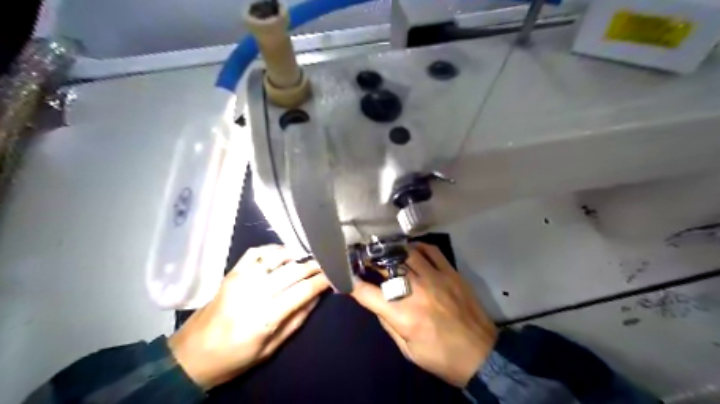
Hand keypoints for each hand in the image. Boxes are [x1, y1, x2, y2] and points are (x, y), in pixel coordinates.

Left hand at [169, 245, 327, 390]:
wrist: (190, 356)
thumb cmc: (234, 358)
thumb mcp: (270, 349)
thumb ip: (296, 321)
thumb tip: (317, 297)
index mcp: (264, 317)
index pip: (302, 290)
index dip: (321, 281)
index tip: (334, 275)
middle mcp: (253, 292)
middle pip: (293, 270)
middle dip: (314, 266)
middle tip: (327, 264)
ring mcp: (241, 278)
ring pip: (276, 256)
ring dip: (296, 254)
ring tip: (308, 258)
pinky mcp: (231, 272)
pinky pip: (256, 251)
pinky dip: (273, 249)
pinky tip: (284, 254)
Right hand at [352, 244, 499, 384]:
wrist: (481, 355)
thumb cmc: (441, 357)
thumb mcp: (407, 350)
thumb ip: (388, 323)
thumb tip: (376, 302)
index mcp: (402, 314)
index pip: (367, 293)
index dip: (351, 284)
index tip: (345, 277)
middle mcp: (416, 291)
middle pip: (386, 267)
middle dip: (370, 262)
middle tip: (364, 259)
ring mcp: (435, 278)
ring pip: (407, 254)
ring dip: (392, 251)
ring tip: (385, 252)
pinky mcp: (451, 273)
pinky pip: (432, 251)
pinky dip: (418, 247)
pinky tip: (411, 250)